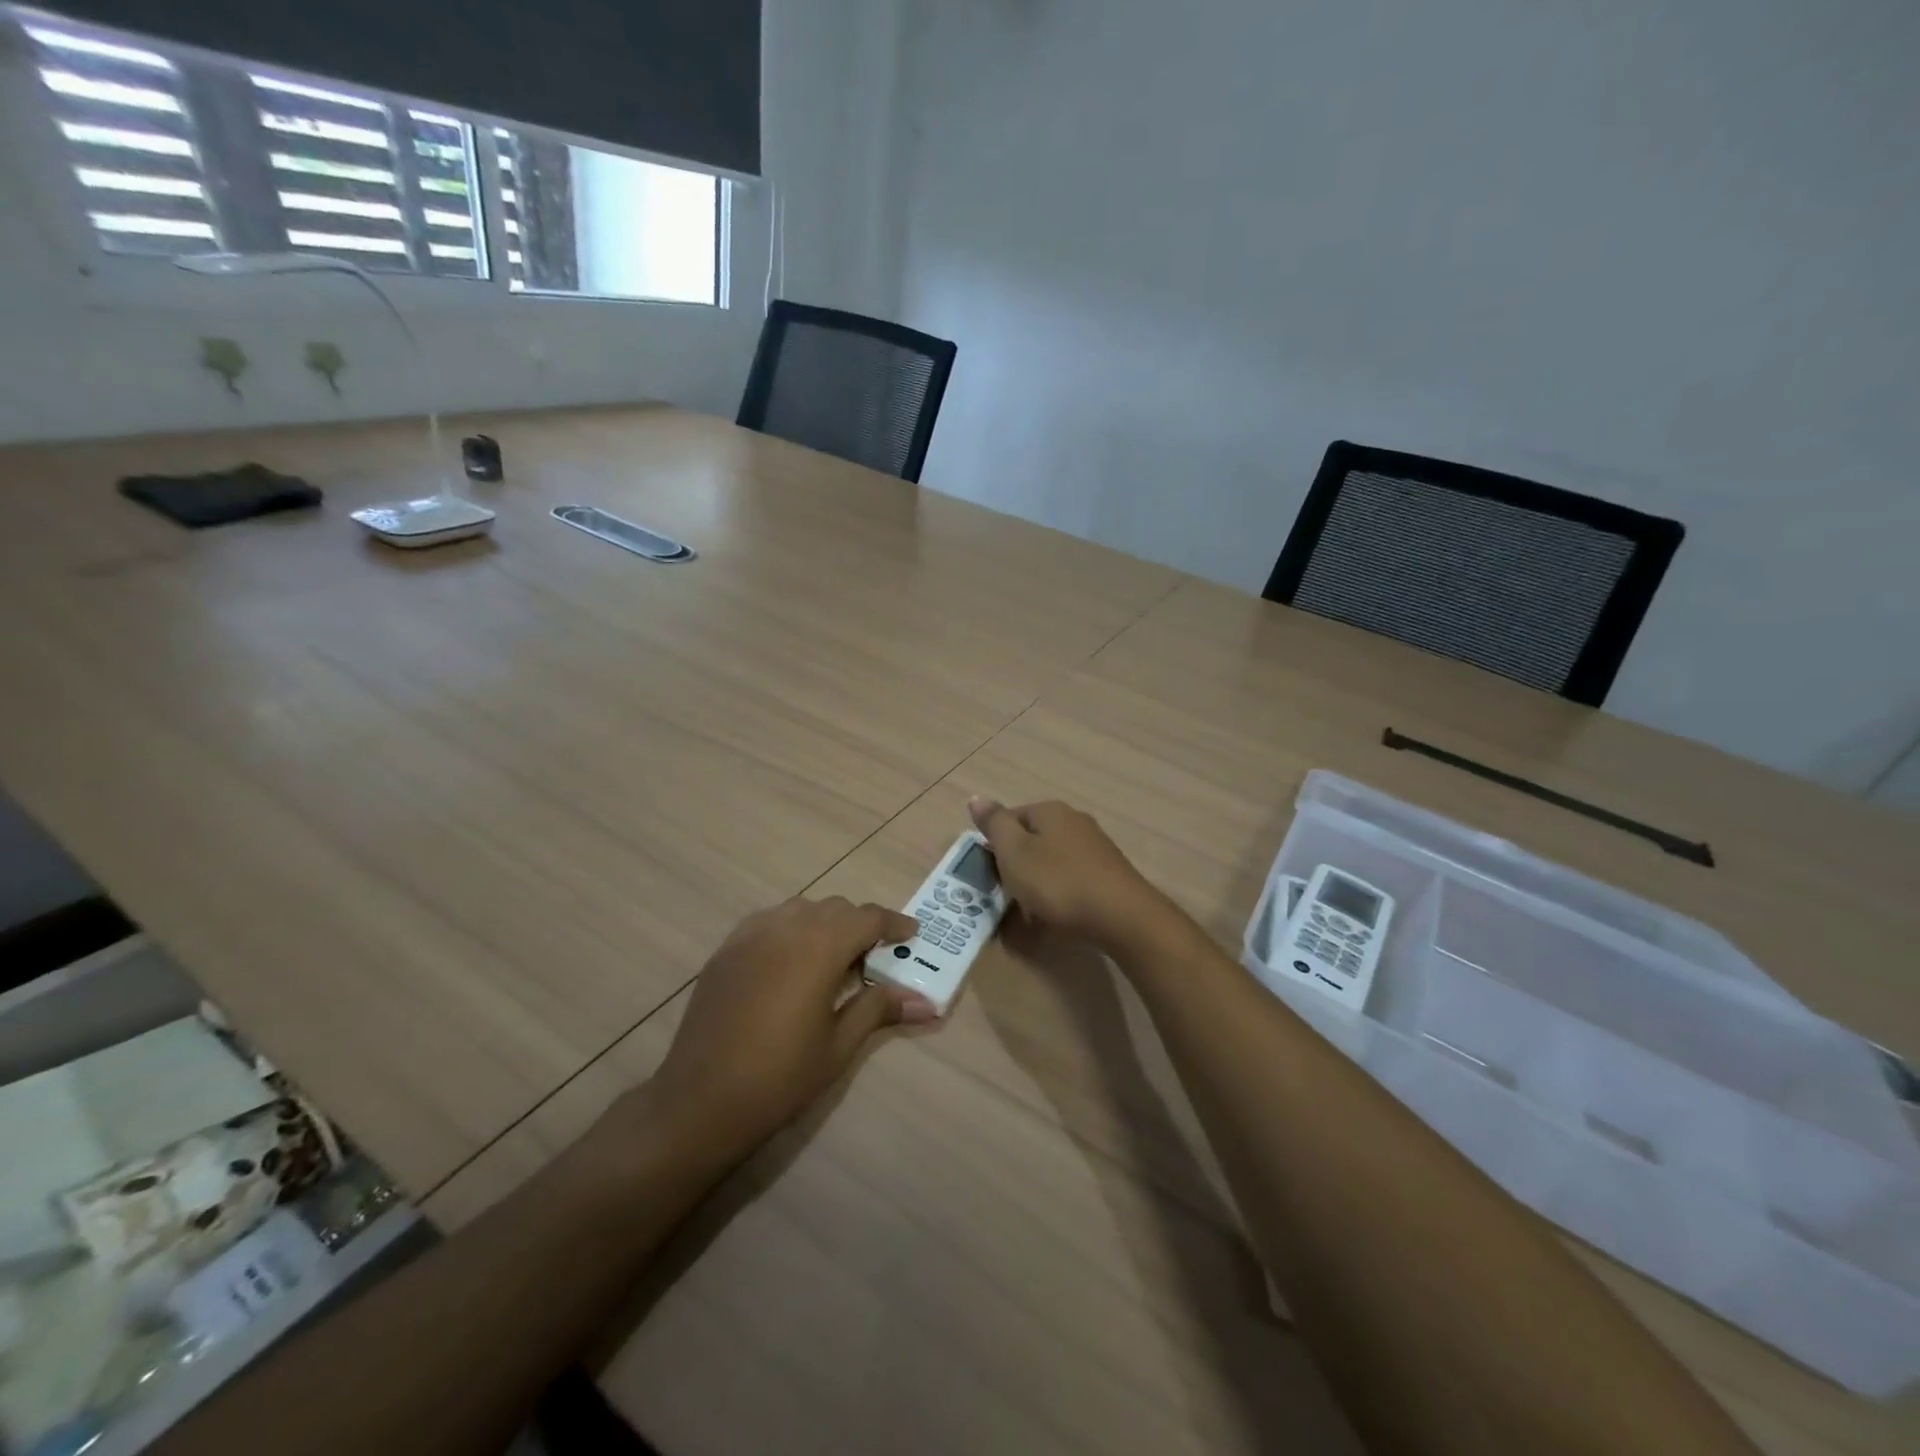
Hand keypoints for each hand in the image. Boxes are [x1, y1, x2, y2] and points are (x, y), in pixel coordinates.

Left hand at [643, 897, 935, 1152]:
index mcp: (820, 946)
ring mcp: (750, 935)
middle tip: (873, 958)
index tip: (911, 934)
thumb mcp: (839, 1045)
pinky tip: (790, 963)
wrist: (700, 1101)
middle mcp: (786, 927)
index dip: (893, 924)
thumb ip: (879, 1009)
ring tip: (832, 959)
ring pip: (800, 909)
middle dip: (859, 925)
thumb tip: (927, 1003)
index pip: (867, 918)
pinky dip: (790, 930)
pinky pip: (769, 922)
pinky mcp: (726, 949)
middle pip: (835, 908)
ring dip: (824, 923)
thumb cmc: (780, 1076)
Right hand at [968, 797, 1165, 947]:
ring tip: (1030, 908)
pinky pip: (1072, 877)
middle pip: (1032, 838)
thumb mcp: (1014, 852)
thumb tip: (976, 797)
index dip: (994, 844)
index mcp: (1049, 810)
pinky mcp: (1108, 872)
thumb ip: (994, 824)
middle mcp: (1074, 820)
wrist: (1121, 916)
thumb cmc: (1058, 881)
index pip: (1009, 818)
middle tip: (1007, 892)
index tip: (989, 873)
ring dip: (1037, 880)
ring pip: (1052, 859)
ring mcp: (1095, 846)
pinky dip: (1060, 892)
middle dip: (1017, 864)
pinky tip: (1058, 913)